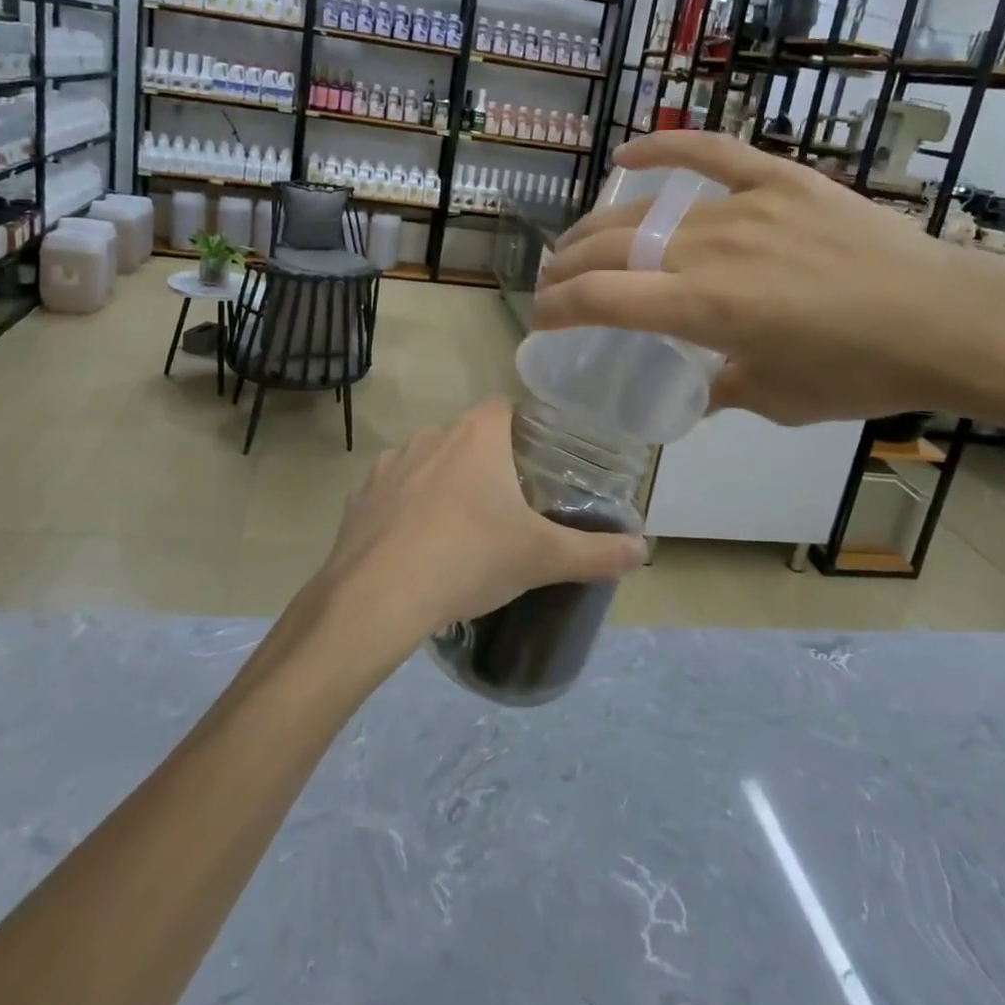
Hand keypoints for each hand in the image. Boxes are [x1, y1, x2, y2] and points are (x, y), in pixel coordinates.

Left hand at [316, 399, 647, 648]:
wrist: (378, 596)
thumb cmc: (469, 558)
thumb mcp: (542, 558)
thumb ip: (596, 552)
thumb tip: (643, 549)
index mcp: (476, 435)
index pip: (505, 407)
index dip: (524, 429)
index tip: (538, 464)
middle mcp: (431, 435)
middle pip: (468, 436)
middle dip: (488, 463)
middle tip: (509, 506)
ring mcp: (390, 463)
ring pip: (429, 461)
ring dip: (446, 484)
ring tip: (463, 529)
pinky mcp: (361, 495)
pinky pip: (395, 492)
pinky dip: (408, 509)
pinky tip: (418, 546)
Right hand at [530, 131, 1004, 425]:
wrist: (949, 319)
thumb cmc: (861, 372)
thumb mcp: (778, 399)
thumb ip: (720, 389)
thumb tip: (693, 389)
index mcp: (705, 308)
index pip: (601, 299)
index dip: (558, 309)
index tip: (542, 321)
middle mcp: (710, 249)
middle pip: (611, 248)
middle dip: (566, 267)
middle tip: (554, 284)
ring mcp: (744, 207)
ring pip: (647, 211)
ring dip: (600, 229)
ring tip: (581, 243)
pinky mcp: (780, 180)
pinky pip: (711, 153)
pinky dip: (666, 148)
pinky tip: (629, 156)